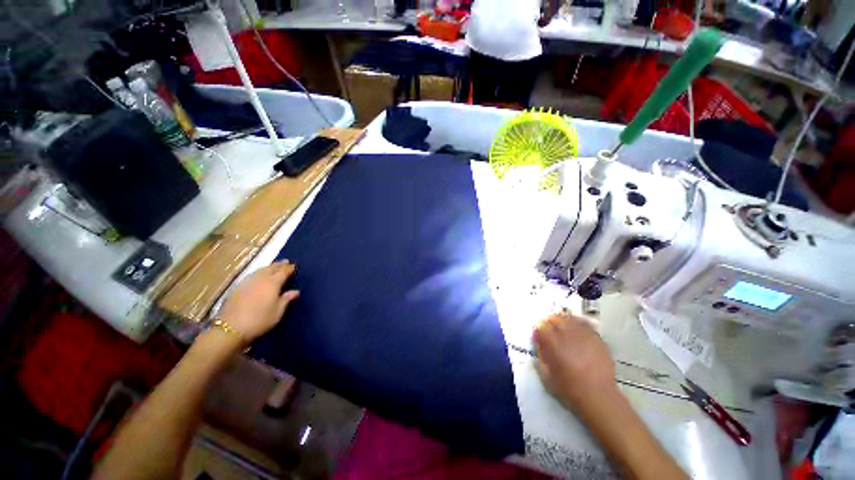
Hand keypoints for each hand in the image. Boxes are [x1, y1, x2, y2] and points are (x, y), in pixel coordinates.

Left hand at [216, 261, 299, 343]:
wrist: (230, 328)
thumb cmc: (259, 320)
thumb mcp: (277, 312)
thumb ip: (286, 299)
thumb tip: (296, 291)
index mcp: (273, 283)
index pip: (283, 272)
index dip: (289, 268)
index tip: (294, 266)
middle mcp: (260, 279)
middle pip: (271, 268)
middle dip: (279, 265)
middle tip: (286, 262)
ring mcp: (247, 282)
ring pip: (260, 270)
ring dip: (268, 267)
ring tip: (273, 266)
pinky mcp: (237, 288)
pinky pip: (251, 275)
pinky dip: (258, 273)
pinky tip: (258, 276)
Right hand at [533, 313, 616, 412]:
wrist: (598, 396)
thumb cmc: (570, 388)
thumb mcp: (548, 375)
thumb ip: (541, 357)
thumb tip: (539, 346)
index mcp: (553, 343)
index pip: (541, 327)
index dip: (538, 330)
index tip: (538, 335)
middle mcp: (567, 335)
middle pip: (555, 319)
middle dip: (550, 322)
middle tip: (549, 328)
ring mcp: (583, 336)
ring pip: (570, 319)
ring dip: (564, 320)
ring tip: (563, 325)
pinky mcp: (597, 339)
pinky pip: (585, 325)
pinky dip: (579, 323)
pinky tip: (577, 328)